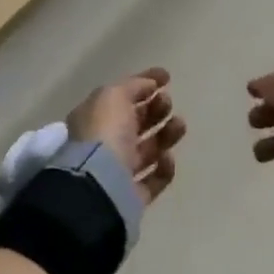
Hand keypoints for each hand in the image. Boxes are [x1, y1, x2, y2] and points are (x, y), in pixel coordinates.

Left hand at [67, 67, 185, 204]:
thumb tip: (150, 85)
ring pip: (148, 149)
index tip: (167, 77)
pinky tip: (167, 158)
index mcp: (94, 118)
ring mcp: (118, 172)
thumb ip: (134, 86)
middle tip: (167, 103)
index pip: (121, 96)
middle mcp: (104, 144)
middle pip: (135, 122)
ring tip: (179, 126)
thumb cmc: (104, 132)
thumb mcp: (114, 95)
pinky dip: (164, 167)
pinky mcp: (132, 196)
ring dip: (166, 134)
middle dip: (156, 109)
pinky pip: (154, 179)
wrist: (99, 185)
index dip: (143, 83)